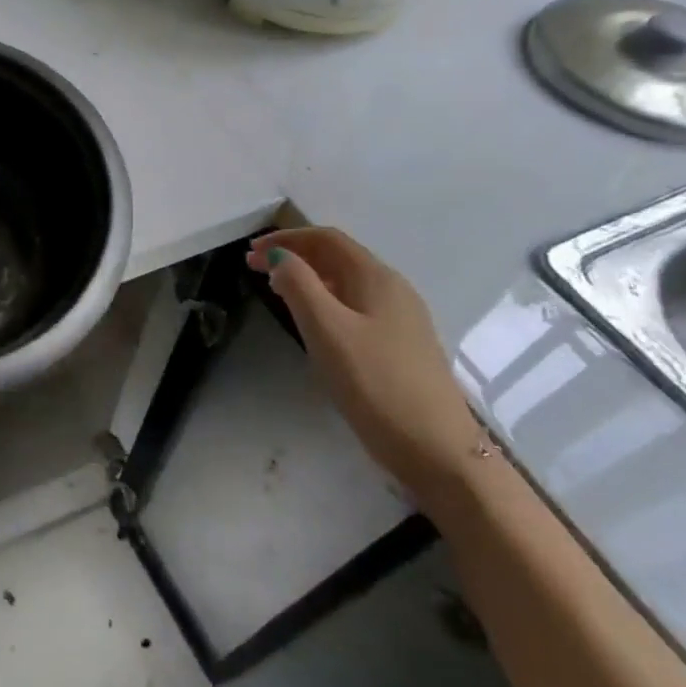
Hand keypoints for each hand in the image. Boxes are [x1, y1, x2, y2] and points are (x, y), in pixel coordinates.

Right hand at [247, 227, 482, 495]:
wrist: (436, 448)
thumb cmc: (375, 383)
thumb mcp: (327, 330)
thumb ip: (299, 285)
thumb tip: (279, 257)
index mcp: (377, 278)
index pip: (326, 239)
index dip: (286, 238)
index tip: (249, 252)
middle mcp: (393, 289)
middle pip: (338, 256)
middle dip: (294, 255)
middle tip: (254, 269)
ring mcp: (401, 319)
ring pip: (347, 282)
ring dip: (308, 277)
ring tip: (276, 290)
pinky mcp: (400, 345)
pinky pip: (356, 306)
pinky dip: (325, 300)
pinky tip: (313, 322)